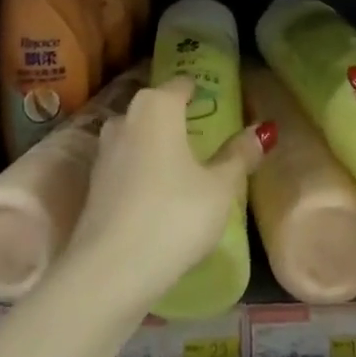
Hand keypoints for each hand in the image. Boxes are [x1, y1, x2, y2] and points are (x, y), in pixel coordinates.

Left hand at [63, 76, 273, 307]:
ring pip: (140, 137)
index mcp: (157, 105)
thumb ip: (240, 155)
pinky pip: (128, 165)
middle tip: (209, 137)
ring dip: (160, 146)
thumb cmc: (173, 216)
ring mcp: (104, 151)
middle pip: (158, 108)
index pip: (182, 84)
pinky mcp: (93, 184)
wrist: (109, 272)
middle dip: (180, 119)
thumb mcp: (220, 188)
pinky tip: (162, 196)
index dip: (201, 91)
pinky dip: (145, 171)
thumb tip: (262, 130)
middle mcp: (126, 117)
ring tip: (188, 168)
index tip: (219, 105)